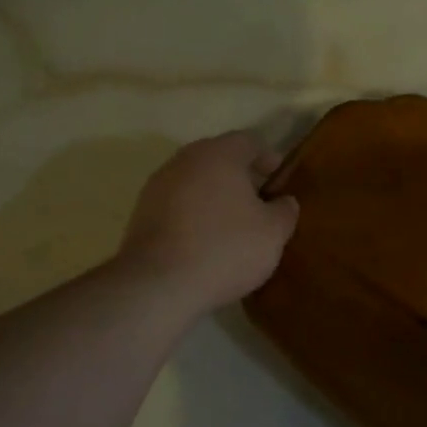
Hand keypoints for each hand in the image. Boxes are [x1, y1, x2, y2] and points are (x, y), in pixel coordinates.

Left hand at [118, 132, 299, 315]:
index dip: (268, 158)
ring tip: (233, 223)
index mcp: (219, 155)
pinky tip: (206, 239)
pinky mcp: (142, 212)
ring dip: (215, 195)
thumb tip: (284, 201)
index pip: (249, 142)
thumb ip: (285, 211)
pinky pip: (178, 204)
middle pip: (218, 158)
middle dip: (240, 176)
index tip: (280, 180)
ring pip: (195, 181)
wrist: (159, 284)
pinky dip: (194, 213)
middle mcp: (185, 160)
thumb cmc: (226, 249)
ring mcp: (158, 185)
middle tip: (260, 201)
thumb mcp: (273, 233)